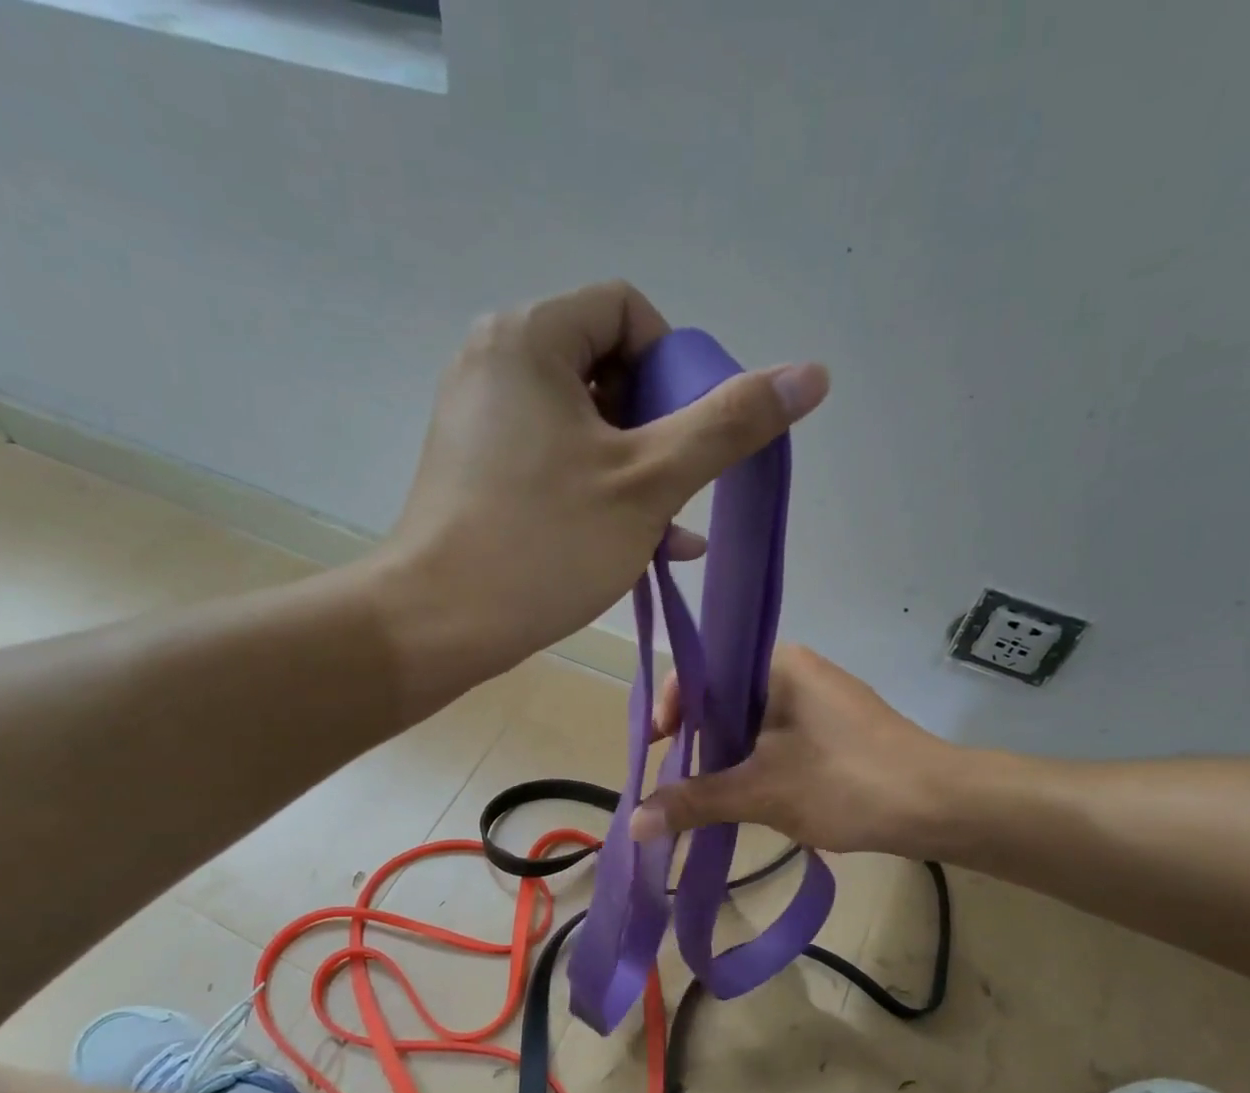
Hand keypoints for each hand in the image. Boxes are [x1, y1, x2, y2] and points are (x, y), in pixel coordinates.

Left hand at [375, 281, 827, 694]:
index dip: (674, 366)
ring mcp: (479, 419)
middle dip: (656, 427)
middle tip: (673, 487)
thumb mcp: (650, 482)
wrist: (437, 624)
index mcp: (529, 338)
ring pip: (583, 422)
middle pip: (606, 366)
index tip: (686, 433)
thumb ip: (730, 424)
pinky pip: (552, 458)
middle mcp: (495, 362)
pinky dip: (597, 488)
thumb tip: (812, 374)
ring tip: (669, 527)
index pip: (627, 311)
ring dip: (636, 470)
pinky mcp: (475, 468)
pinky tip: (641, 543)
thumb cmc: (544, 544)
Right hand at [629, 645, 957, 856]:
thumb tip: (633, 824)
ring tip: (705, 795)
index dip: (670, 709)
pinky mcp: (835, 730)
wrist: (942, 807)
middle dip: (695, 741)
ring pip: (750, 722)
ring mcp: (819, 700)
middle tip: (675, 781)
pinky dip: (754, 764)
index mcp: (777, 663)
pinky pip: (777, 738)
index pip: (701, 671)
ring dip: (724, 757)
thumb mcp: (761, 793)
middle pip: (723, 698)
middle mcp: (796, 670)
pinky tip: (747, 796)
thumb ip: (694, 802)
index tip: (656, 750)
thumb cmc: (847, 783)